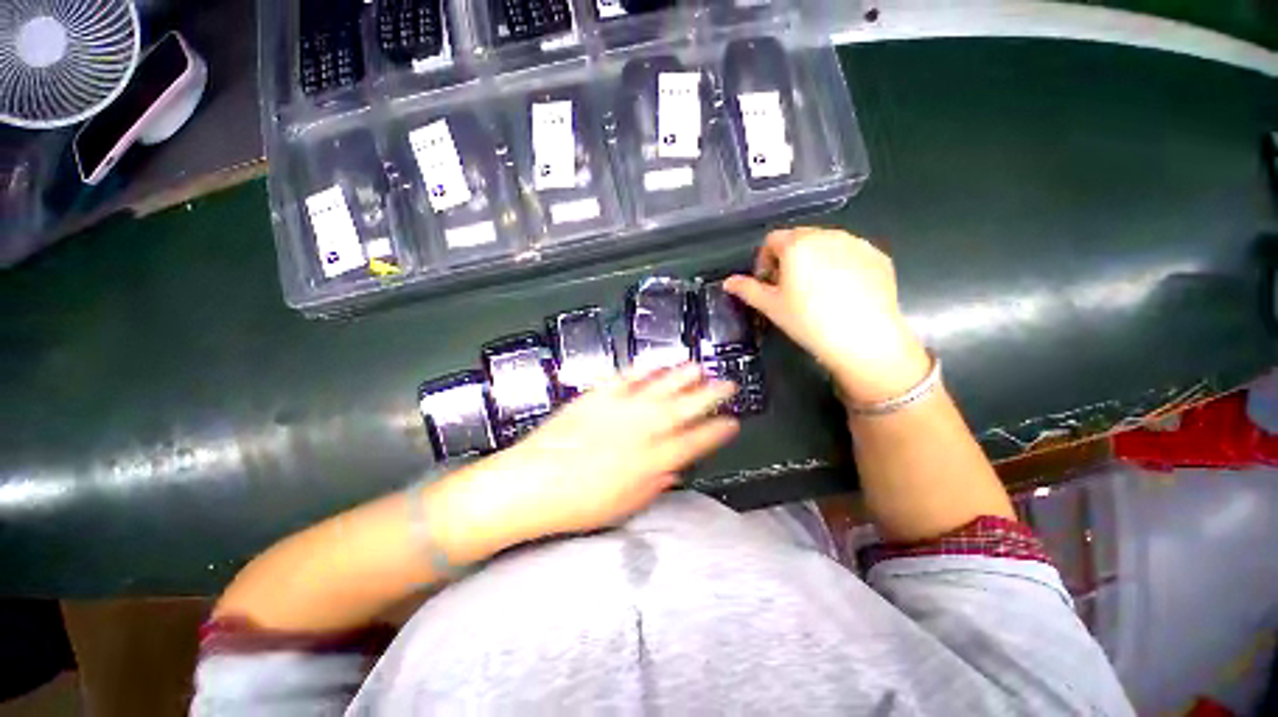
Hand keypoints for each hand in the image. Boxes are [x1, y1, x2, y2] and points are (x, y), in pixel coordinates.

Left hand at [468, 364, 739, 543]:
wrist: (531, 482)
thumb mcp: (624, 505)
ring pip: (660, 387)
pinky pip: (626, 378)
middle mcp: (643, 429)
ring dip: (682, 376)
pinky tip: (655, 364)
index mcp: (653, 460)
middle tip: (727, 383)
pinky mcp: (598, 396)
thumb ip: (654, 484)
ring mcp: (620, 408)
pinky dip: (643, 370)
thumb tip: (674, 469)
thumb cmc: (579, 505)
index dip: (717, 431)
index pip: (695, 442)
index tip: (733, 422)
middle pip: (685, 408)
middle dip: (711, 395)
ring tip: (698, 367)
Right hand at [724, 227, 929, 403]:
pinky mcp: (878, 256)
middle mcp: (827, 235)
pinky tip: (842, 293)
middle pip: (799, 239)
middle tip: (790, 289)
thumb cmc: (808, 321)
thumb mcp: (771, 307)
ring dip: (815, 260)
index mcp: (797, 244)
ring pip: (826, 244)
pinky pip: (851, 254)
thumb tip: (728, 282)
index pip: (772, 240)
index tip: (768, 283)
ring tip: (817, 291)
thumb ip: (747, 289)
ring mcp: (856, 244)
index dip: (764, 261)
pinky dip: (841, 265)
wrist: (864, 339)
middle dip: (789, 259)